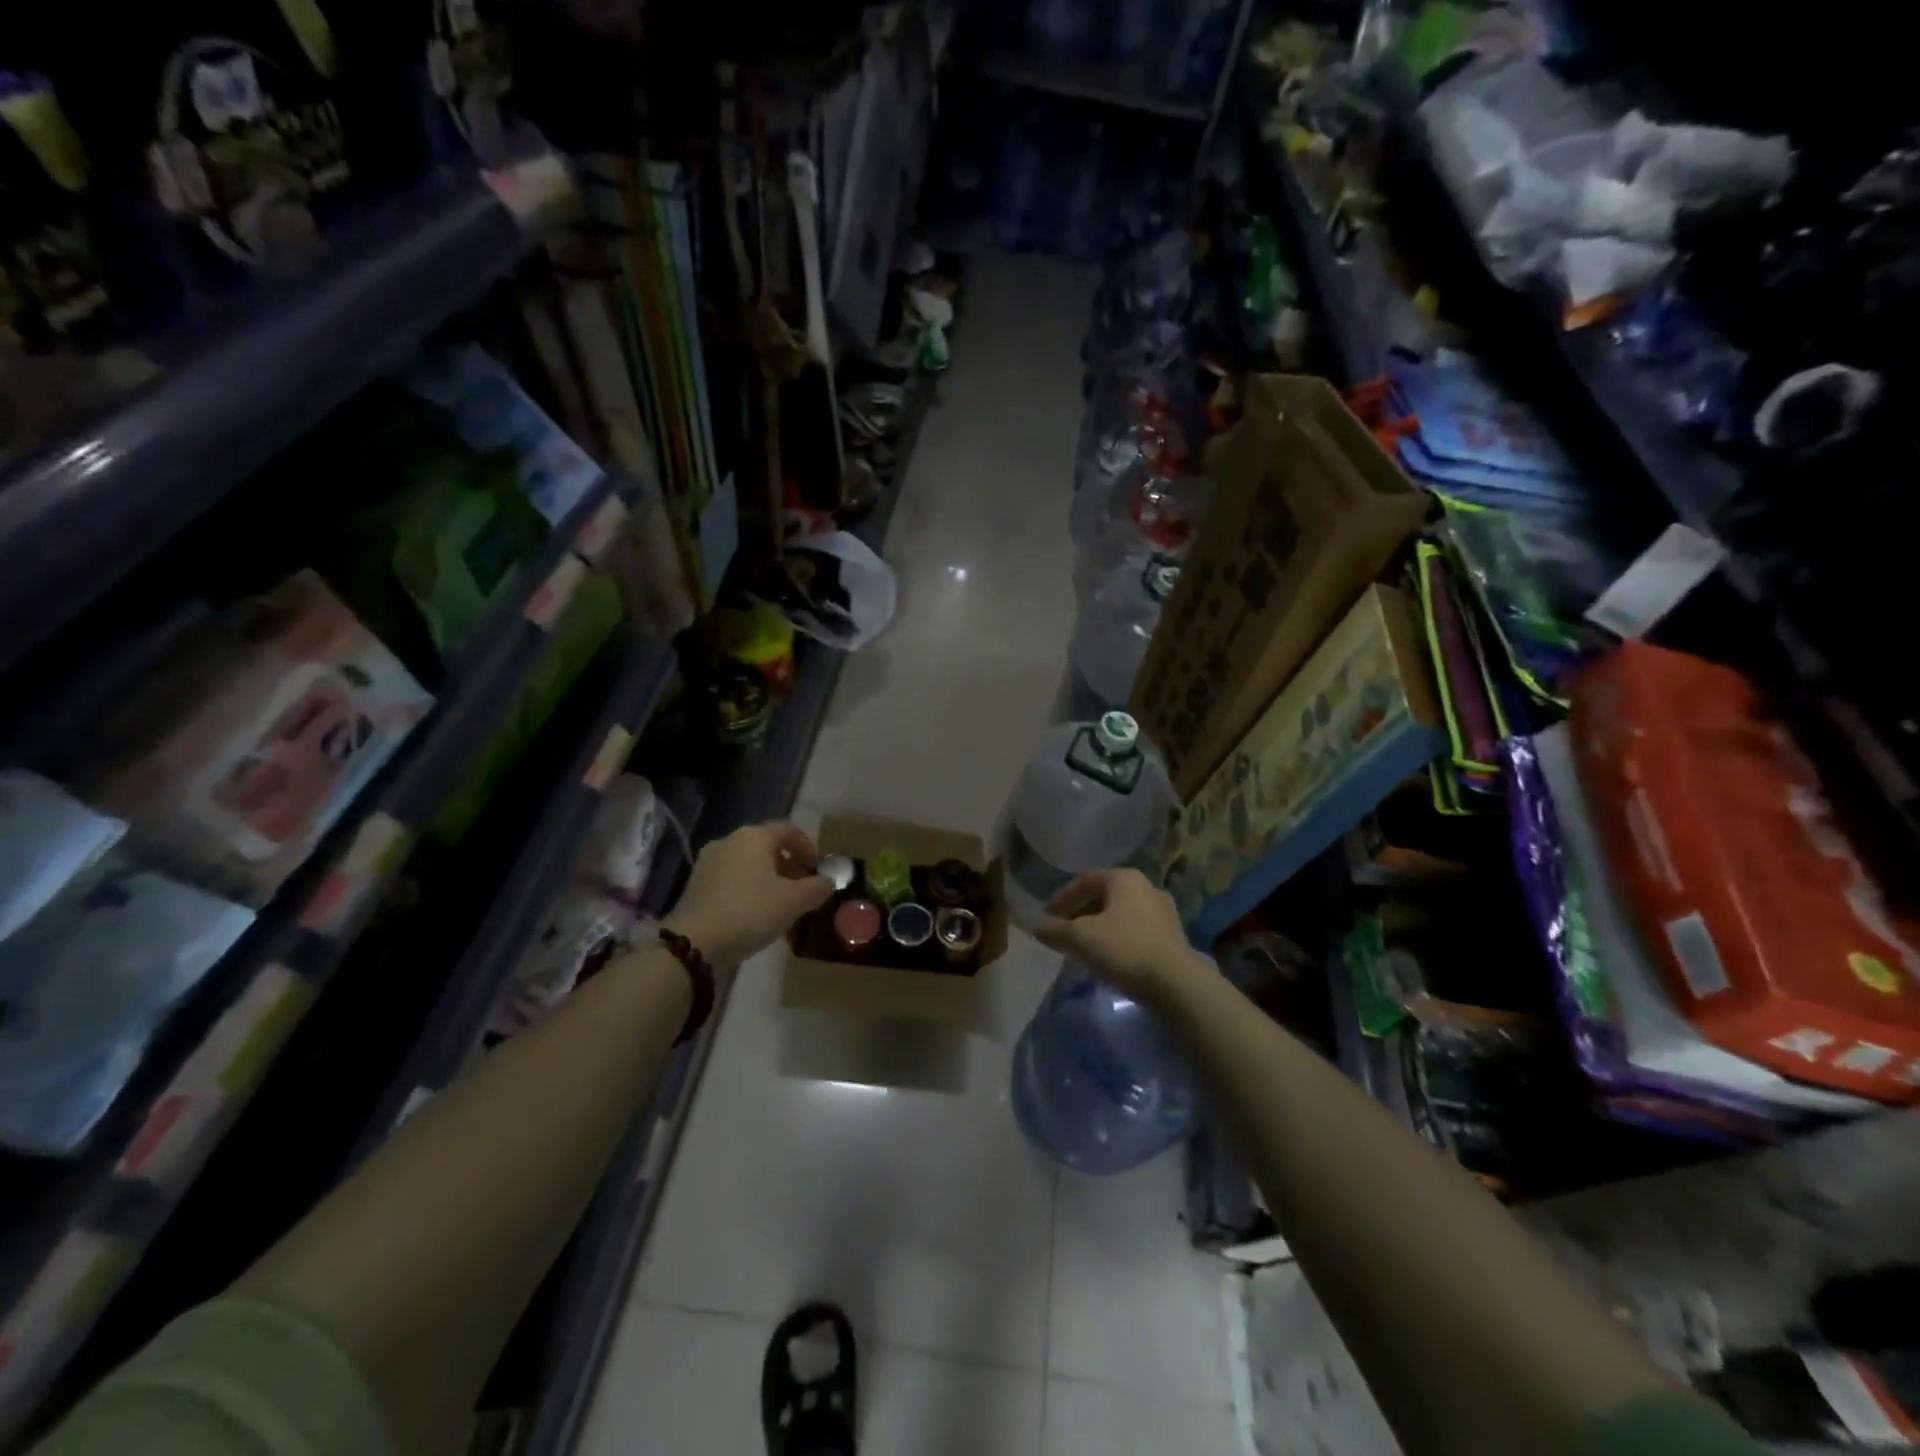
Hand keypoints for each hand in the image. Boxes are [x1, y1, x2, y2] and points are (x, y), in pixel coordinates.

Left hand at [664, 822, 832, 966]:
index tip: (817, 869)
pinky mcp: (695, 884)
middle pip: (766, 845)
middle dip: (788, 864)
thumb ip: (817, 887)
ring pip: (747, 862)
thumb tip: (827, 881)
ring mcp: (708, 862)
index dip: (807, 847)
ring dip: (768, 877)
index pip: (788, 830)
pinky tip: (754, 912)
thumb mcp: (794, 901)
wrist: (694, 942)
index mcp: (754, 836)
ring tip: (780, 903)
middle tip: (802, 888)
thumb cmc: (750, 912)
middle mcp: (729, 841)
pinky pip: (731, 878)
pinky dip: (747, 887)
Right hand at [1034, 869, 1207, 1007]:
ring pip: (1121, 914)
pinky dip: (1118, 939)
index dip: (1063, 898)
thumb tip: (1037, 927)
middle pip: (1105, 896)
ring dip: (1100, 927)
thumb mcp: (1081, 938)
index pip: (1085, 880)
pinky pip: (1136, 931)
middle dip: (1081, 913)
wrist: (1177, 984)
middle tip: (1065, 931)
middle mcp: (1147, 888)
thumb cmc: (1125, 949)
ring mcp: (1164, 912)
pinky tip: (1110, 959)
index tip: (1048, 916)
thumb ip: (1056, 930)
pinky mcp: (1173, 937)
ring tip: (1085, 947)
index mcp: (1125, 879)